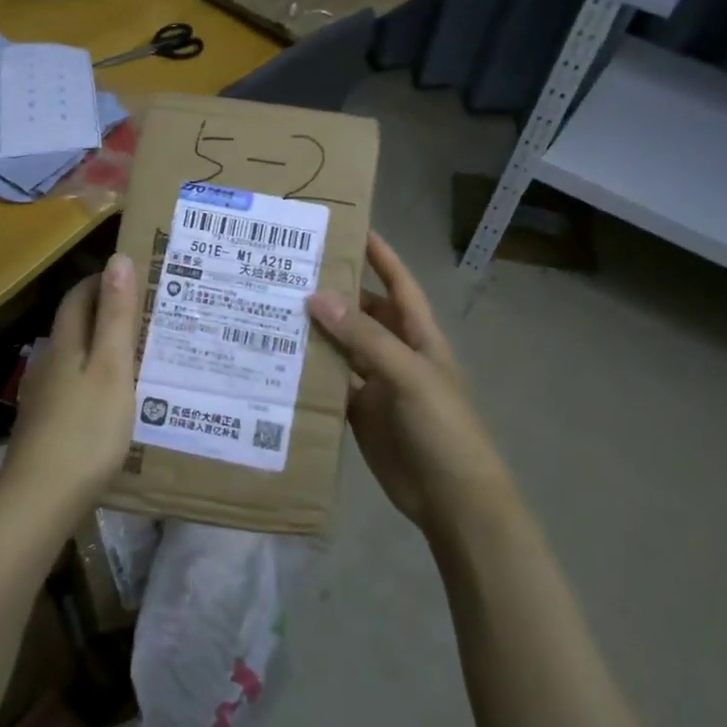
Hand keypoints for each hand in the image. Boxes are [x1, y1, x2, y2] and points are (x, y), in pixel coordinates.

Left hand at [3, 252, 139, 508]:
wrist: (41, 498)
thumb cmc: (86, 429)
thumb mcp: (112, 368)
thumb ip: (117, 316)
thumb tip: (118, 259)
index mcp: (66, 344)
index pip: (79, 297)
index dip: (102, 281)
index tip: (134, 275)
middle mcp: (50, 363)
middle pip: (75, 325)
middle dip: (105, 312)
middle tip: (146, 312)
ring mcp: (45, 397)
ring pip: (75, 357)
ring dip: (102, 346)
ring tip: (139, 352)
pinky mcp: (47, 425)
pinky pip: (75, 386)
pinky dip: (96, 378)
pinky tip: (114, 398)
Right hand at [306, 233, 510, 535]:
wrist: (452, 499)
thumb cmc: (443, 428)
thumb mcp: (408, 375)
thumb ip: (365, 338)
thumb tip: (317, 297)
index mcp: (419, 336)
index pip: (397, 283)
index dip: (379, 255)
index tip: (348, 227)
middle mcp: (396, 352)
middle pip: (363, 312)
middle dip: (334, 292)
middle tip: (289, 270)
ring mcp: (377, 384)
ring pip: (342, 347)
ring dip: (316, 331)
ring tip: (274, 308)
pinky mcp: (360, 413)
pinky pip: (331, 383)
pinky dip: (310, 372)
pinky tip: (279, 359)